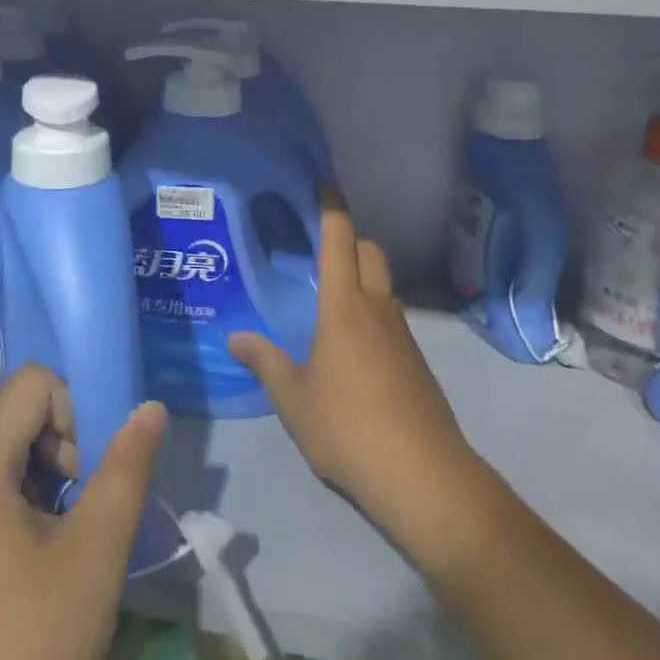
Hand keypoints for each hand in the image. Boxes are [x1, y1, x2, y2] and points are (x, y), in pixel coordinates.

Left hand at [0, 366, 166, 659]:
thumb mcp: (95, 555)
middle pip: (6, 419)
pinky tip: (9, 593)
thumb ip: (126, 469)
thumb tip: (150, 408)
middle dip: (53, 452)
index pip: (32, 383)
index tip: (83, 482)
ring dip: (27, 488)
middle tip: (73, 521)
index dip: (72, 415)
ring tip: (48, 557)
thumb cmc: (26, 647)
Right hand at [229, 189, 495, 573]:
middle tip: (321, 248)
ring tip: (330, 298)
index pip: (340, 240)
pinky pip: (392, 320)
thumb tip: (236, 338)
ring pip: (384, 287)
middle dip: (350, 239)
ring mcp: (404, 336)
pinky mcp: (418, 364)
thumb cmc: (347, 425)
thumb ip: (265, 362)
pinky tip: (353, 347)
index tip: (326, 184)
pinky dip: (373, 314)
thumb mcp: (293, 397)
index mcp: (345, 306)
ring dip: (363, 279)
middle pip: (370, 253)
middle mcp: (378, 309)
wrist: (423, 476)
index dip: (333, 208)